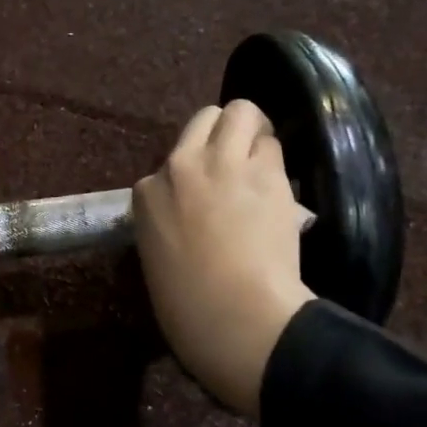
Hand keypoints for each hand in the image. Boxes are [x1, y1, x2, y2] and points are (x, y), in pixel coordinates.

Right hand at [133, 101, 314, 417]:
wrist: (234, 315)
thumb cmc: (188, 307)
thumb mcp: (157, 259)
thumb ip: (169, 224)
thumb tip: (194, 219)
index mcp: (147, 195)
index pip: (171, 163)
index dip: (193, 177)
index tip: (205, 199)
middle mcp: (180, 166)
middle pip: (204, 119)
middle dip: (223, 132)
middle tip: (238, 159)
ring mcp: (223, 163)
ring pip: (241, 112)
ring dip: (253, 134)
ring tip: (262, 165)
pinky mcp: (265, 171)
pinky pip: (273, 146)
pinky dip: (276, 161)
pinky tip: (279, 187)